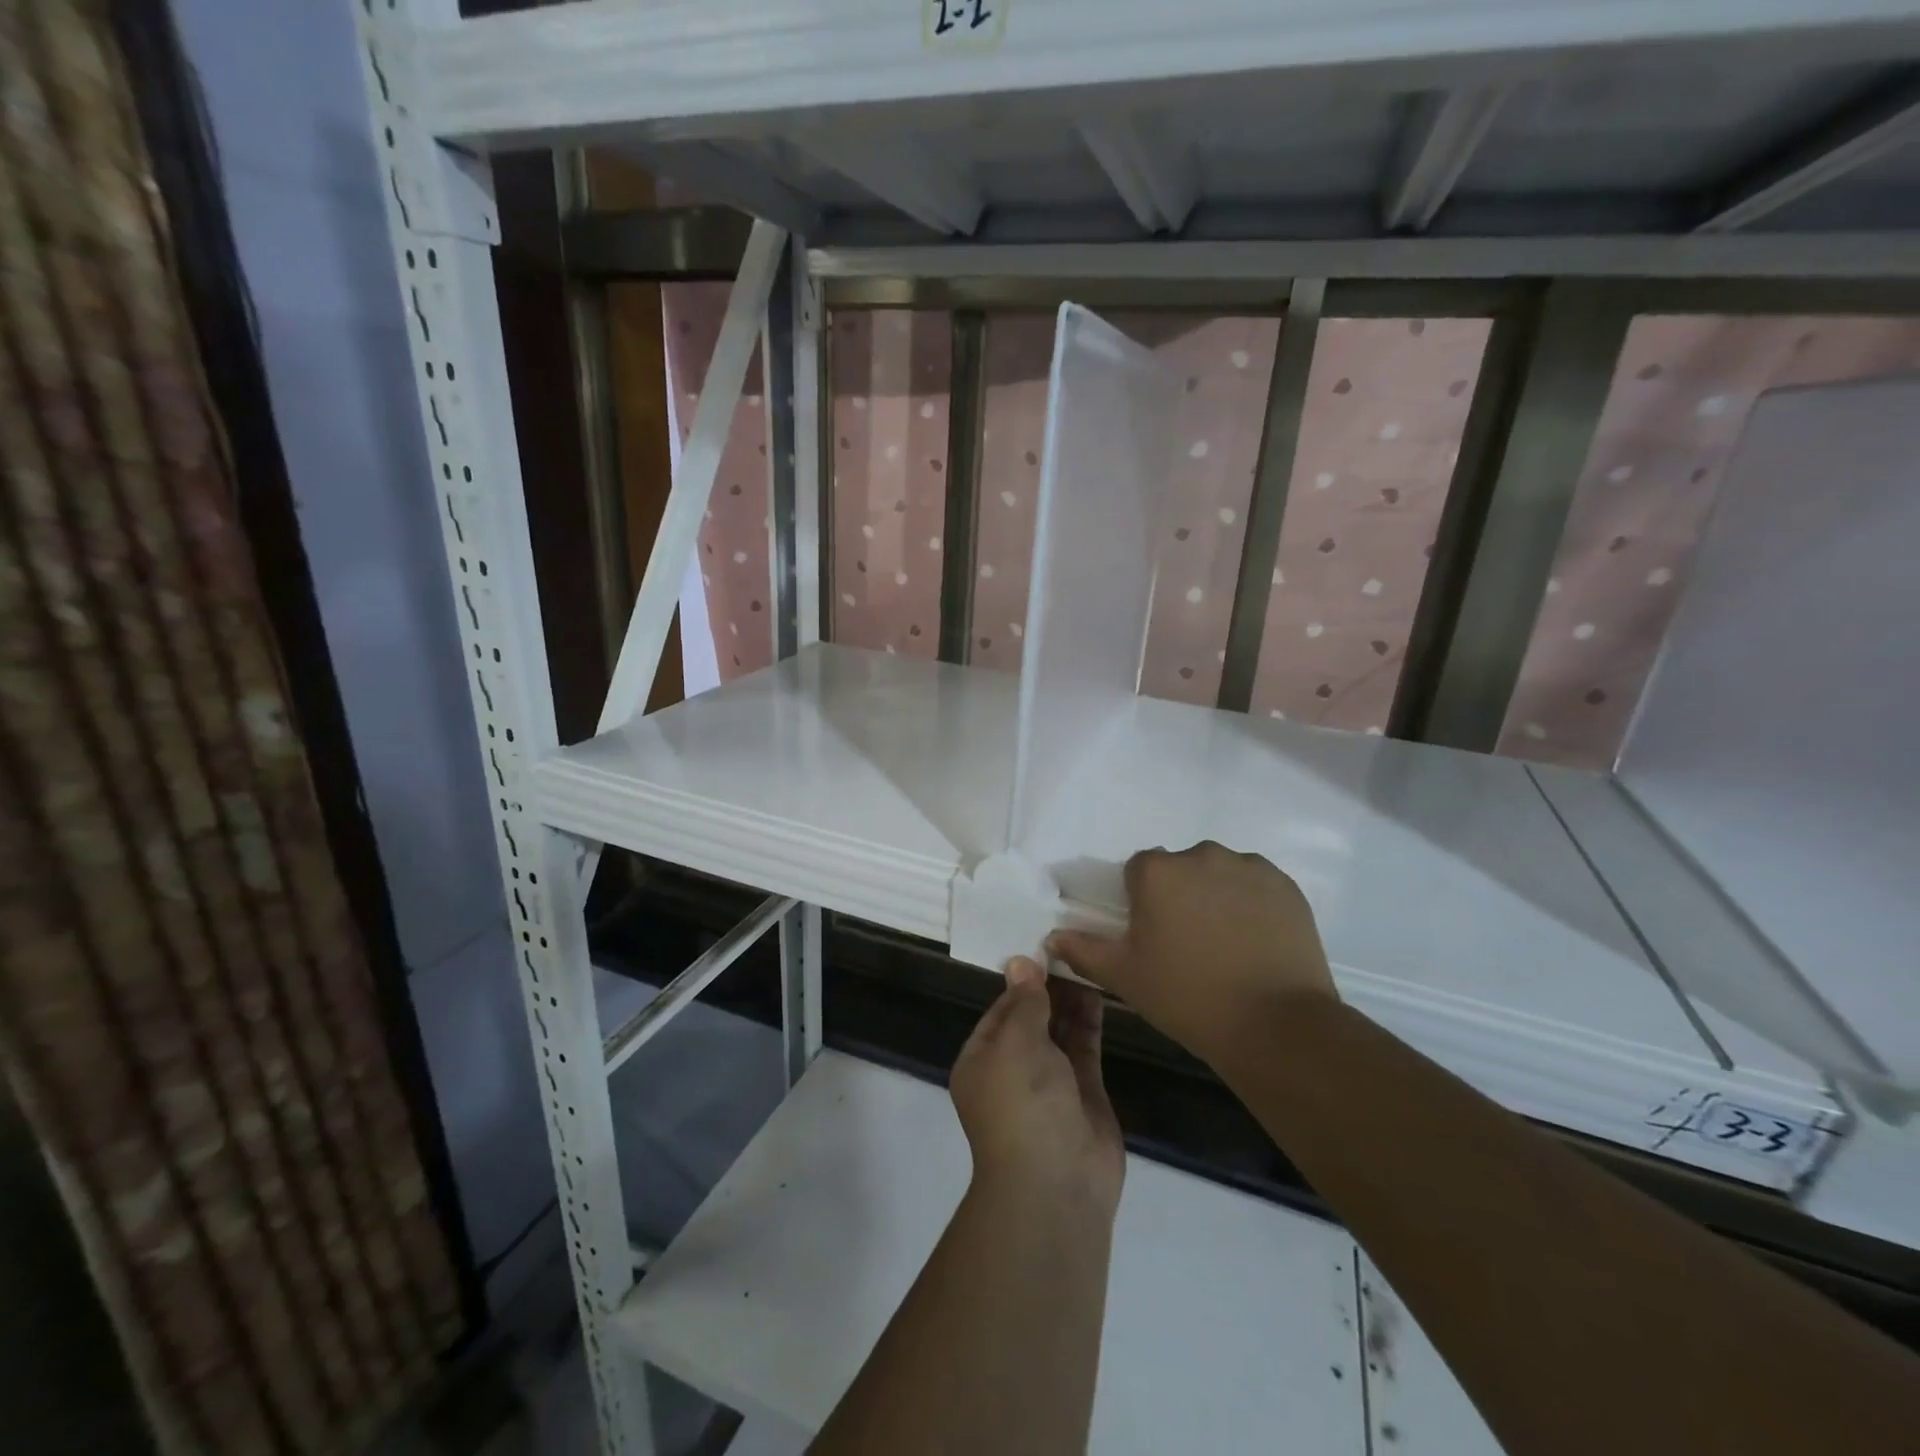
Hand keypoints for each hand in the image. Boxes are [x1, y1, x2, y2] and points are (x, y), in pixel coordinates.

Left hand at [950, 957, 1123, 1215]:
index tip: (1044, 947)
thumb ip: (1025, 1001)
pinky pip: (1085, 1047)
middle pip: (1032, 1018)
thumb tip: (1020, 962)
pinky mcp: (1084, 1093)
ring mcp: (1051, 1082)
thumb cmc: (1022, 1103)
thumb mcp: (1016, 1042)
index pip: (1001, 1009)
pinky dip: (1089, 1020)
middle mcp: (1013, 1069)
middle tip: (1072, 947)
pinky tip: (1099, 988)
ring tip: (1087, 960)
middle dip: (1049, 987)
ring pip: (1060, 1031)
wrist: (1057, 1184)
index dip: (1022, 980)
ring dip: (1071, 999)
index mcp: (982, 1060)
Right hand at [1047, 841, 1336, 1069]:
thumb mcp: (1124, 977)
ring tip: (1226, 945)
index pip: (1139, 871)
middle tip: (1187, 943)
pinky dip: (1251, 904)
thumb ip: (1083, 950)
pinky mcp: (1284, 885)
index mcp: (1157, 871)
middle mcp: (1201, 855)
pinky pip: (1255, 885)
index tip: (1151, 935)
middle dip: (1179, 895)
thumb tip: (1052, 936)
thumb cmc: (1187, 996)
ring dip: (1215, 896)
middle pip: (1180, 869)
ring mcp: (1247, 867)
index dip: (1141, 901)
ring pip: (1219, 874)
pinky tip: (1255, 942)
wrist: (1275, 1024)